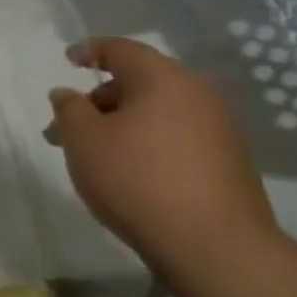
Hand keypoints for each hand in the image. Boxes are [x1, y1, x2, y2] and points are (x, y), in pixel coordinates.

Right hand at [44, 37, 281, 266]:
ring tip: (95, 155)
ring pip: (158, 112)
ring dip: (122, 125)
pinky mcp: (229, 162)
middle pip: (140, 82)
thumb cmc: (137, 180)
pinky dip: (148, 143)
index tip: (69, 59)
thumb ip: (69, 109)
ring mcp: (219, 129)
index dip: (90, 50)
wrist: (214, 247)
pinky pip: (176, 137)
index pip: (121, 49)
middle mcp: (197, 95)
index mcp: (163, 79)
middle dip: (99, 100)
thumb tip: (68, 93)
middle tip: (67, 127)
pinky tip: (130, 173)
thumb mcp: (83, 140)